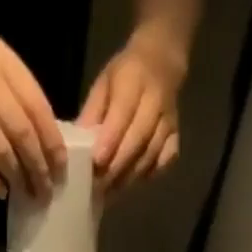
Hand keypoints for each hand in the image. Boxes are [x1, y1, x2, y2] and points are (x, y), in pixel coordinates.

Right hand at [0, 12, 65, 198]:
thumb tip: (41, 138)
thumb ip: (13, 92)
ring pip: (1, 150)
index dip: (53, 145)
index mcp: (4, 62)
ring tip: (27, 196)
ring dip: (18, 178)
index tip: (62, 170)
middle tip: (47, 192)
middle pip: (24, 135)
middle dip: (39, 169)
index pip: (40, 110)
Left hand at [80, 36, 184, 193]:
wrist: (162, 61)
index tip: (96, 163)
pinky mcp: (176, 134)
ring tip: (111, 190)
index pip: (123, 114)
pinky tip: (135, 180)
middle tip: (99, 185)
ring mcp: (169, 120)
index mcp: (134, 81)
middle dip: (118, 165)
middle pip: (138, 138)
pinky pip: (167, 159)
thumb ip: (92, 114)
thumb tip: (75, 146)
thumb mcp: (103, 85)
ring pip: (151, 152)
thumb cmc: (125, 75)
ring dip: (131, 175)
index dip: (110, 141)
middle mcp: (156, 101)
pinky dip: (151, 172)